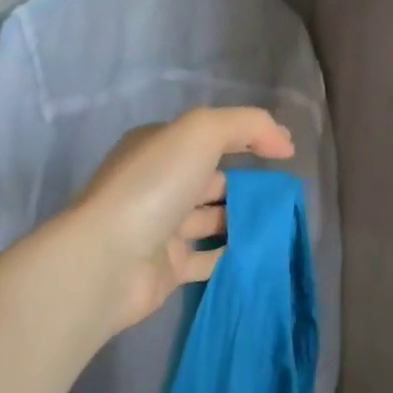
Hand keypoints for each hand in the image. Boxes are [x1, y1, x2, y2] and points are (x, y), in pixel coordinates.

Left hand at [57, 107, 295, 342]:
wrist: (107, 261)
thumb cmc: (154, 185)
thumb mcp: (202, 131)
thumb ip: (249, 125)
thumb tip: (284, 143)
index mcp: (158, 147)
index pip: (210, 136)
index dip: (249, 139)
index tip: (285, 153)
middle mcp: (157, 184)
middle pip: (213, 179)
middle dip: (249, 184)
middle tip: (285, 194)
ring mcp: (161, 227)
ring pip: (213, 218)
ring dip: (245, 219)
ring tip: (282, 222)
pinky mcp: (167, 267)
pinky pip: (210, 256)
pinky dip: (234, 254)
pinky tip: (262, 251)